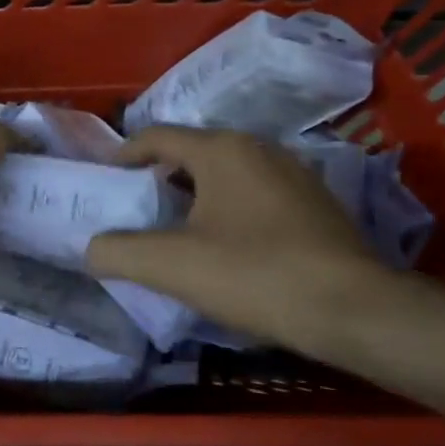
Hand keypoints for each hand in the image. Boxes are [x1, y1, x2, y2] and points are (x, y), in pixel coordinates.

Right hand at [86, 126, 393, 348]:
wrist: (354, 310)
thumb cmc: (255, 274)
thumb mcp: (173, 266)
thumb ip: (119, 252)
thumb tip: (91, 247)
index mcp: (221, 148)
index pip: (156, 136)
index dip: (123, 154)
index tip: (105, 180)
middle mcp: (258, 147)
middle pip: (192, 152)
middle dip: (159, 177)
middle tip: (136, 210)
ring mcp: (293, 172)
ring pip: (226, 173)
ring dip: (195, 195)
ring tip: (177, 230)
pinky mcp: (316, 202)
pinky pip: (256, 192)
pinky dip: (229, 207)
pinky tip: (229, 245)